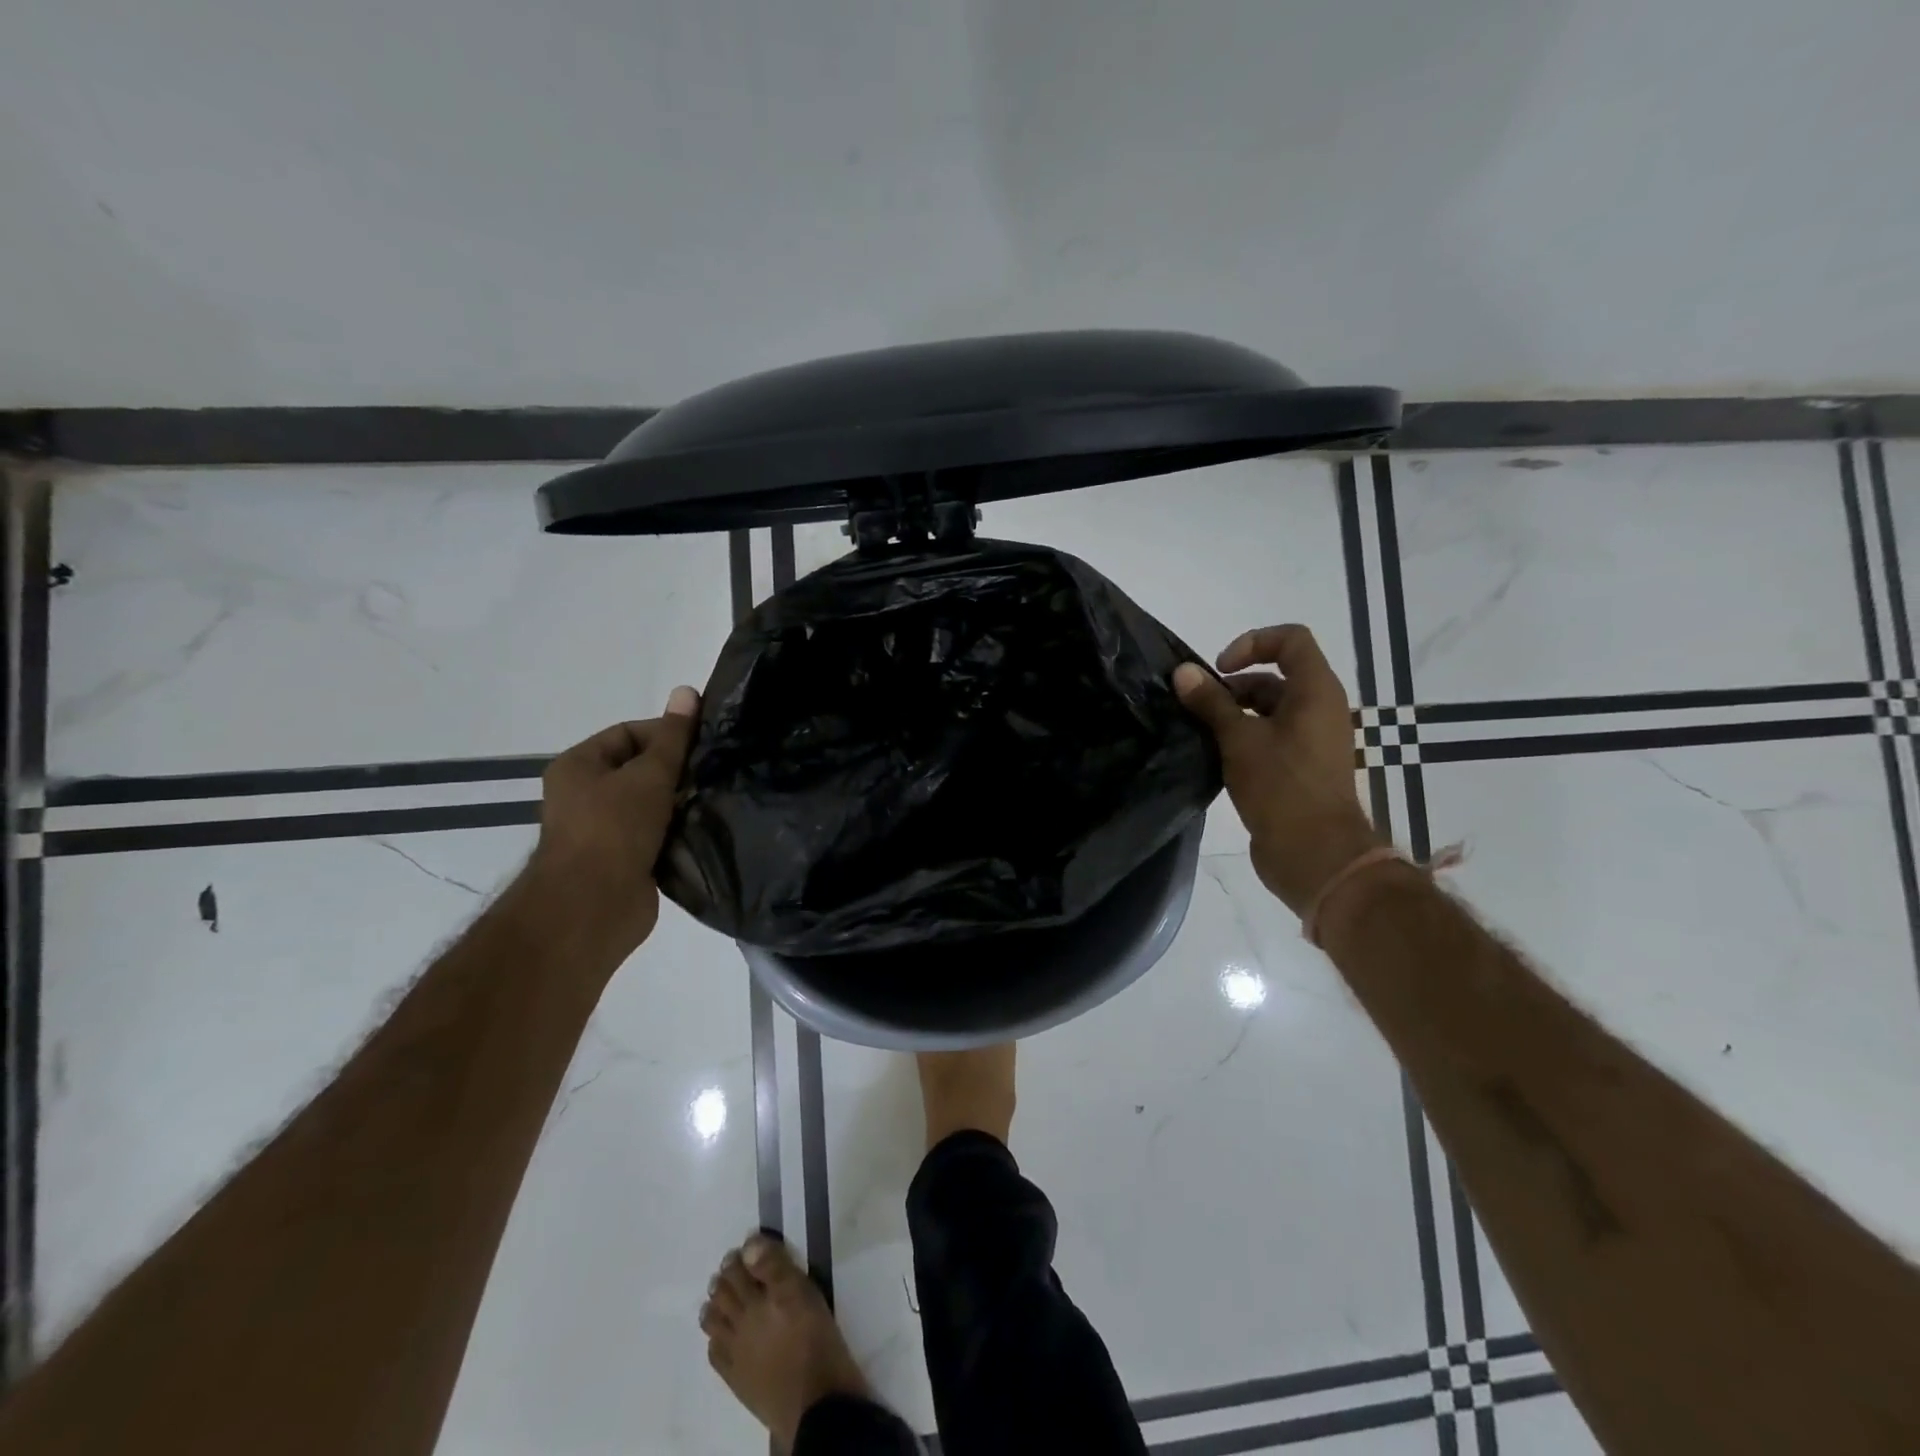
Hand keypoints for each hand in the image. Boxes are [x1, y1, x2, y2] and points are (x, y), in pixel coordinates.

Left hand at [524, 685, 700, 947]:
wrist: (593, 907)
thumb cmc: (614, 828)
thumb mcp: (649, 774)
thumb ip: (674, 737)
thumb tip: (688, 691)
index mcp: (579, 766)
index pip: (627, 733)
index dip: (665, 732)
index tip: (703, 742)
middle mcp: (587, 795)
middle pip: (641, 769)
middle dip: (677, 768)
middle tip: (715, 768)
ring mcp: (606, 830)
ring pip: (653, 803)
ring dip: (681, 801)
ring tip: (717, 794)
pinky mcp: (626, 860)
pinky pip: (658, 834)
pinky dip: (679, 830)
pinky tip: (708, 825)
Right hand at [1174, 625, 1378, 915]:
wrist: (1315, 854)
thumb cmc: (1281, 787)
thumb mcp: (1239, 739)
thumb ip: (1210, 702)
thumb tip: (1182, 672)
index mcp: (1315, 691)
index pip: (1291, 640)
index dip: (1253, 642)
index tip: (1219, 669)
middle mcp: (1320, 709)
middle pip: (1276, 676)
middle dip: (1234, 686)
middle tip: (1199, 708)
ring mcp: (1312, 741)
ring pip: (1269, 710)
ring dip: (1234, 714)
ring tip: (1201, 734)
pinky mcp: (1300, 768)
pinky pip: (1271, 738)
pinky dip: (1243, 738)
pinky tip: (1215, 756)